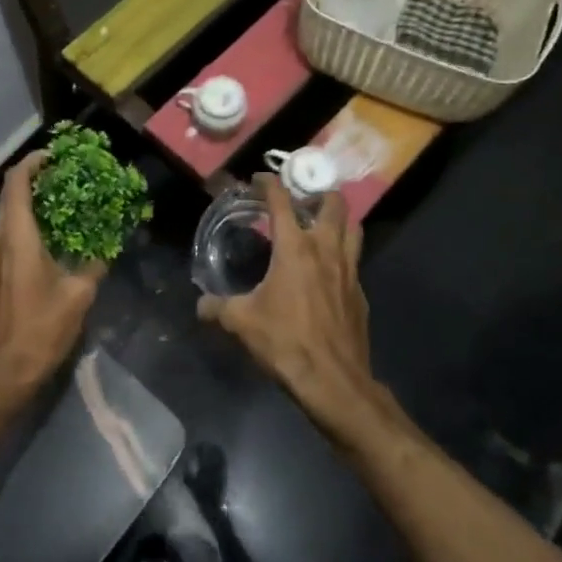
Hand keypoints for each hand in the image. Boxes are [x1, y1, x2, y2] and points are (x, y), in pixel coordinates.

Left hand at [0, 153, 104, 405]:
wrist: (4, 372)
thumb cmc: (41, 329)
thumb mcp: (78, 295)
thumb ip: (94, 264)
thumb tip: (108, 246)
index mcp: (17, 237)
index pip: (17, 182)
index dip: (34, 162)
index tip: (57, 155)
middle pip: (11, 194)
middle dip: (36, 177)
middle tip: (67, 173)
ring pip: (9, 213)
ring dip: (32, 199)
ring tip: (65, 198)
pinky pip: (10, 232)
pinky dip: (29, 220)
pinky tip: (54, 233)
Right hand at [199, 174, 393, 444]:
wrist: (334, 382)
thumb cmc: (286, 342)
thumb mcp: (241, 323)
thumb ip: (217, 308)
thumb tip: (200, 305)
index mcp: (295, 248)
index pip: (282, 201)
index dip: (269, 184)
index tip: (258, 179)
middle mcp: (326, 250)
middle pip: (334, 204)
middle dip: (318, 193)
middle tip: (300, 199)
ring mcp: (349, 271)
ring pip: (353, 228)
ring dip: (338, 219)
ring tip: (320, 225)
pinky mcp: (360, 294)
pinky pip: (354, 262)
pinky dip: (342, 255)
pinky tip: (327, 272)